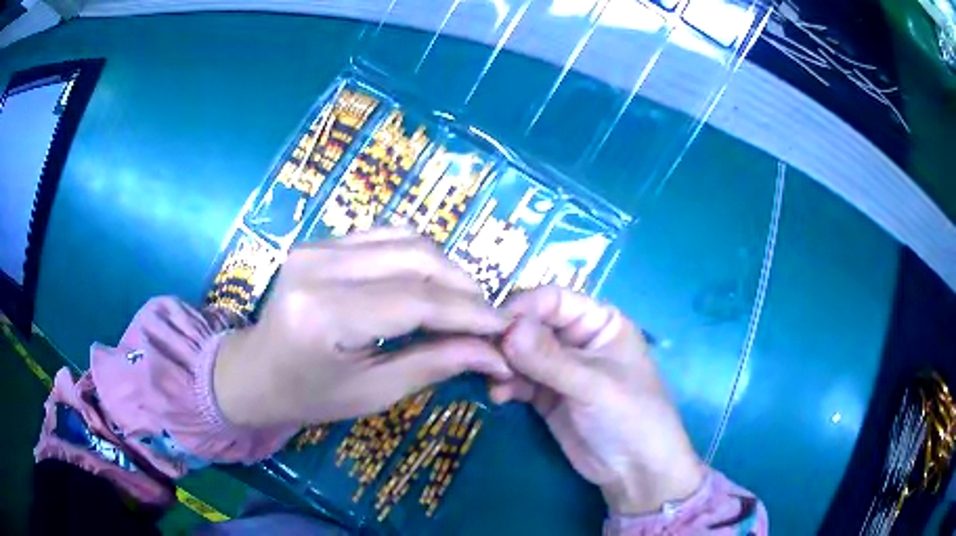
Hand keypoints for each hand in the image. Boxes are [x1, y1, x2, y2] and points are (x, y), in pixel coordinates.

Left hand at [213, 228, 511, 427]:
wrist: (254, 371)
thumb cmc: (308, 395)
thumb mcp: (372, 393)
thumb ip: (435, 365)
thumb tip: (495, 354)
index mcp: (324, 315)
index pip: (415, 301)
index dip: (469, 312)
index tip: (506, 326)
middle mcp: (318, 266)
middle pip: (415, 258)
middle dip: (463, 287)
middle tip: (487, 318)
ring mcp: (316, 246)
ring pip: (406, 239)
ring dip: (445, 268)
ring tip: (464, 302)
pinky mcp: (320, 241)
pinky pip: (385, 236)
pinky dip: (418, 257)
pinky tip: (431, 283)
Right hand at [490, 286, 703, 514]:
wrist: (634, 470)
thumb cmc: (629, 416)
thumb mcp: (593, 385)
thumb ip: (550, 358)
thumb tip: (508, 328)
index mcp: (600, 322)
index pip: (554, 300)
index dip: (524, 308)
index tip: (494, 326)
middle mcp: (578, 339)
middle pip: (532, 325)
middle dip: (508, 339)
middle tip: (486, 357)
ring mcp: (560, 369)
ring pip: (521, 354)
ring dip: (503, 364)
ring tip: (494, 380)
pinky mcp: (547, 396)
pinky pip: (519, 380)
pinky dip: (506, 385)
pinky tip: (499, 396)